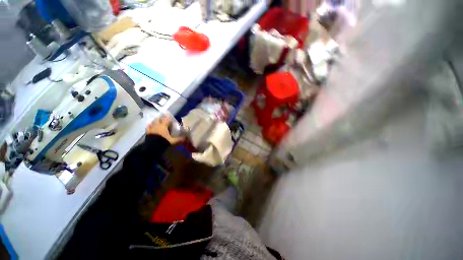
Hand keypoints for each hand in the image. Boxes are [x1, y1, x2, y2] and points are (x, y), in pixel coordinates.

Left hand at [146, 115, 183, 143]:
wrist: (152, 147)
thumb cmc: (163, 141)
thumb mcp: (172, 141)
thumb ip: (179, 139)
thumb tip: (186, 138)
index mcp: (163, 126)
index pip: (166, 119)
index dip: (168, 116)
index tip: (170, 115)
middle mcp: (157, 125)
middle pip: (159, 119)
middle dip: (162, 118)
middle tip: (164, 117)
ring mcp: (151, 128)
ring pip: (153, 122)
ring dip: (156, 121)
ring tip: (158, 121)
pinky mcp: (147, 132)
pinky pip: (148, 127)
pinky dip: (150, 125)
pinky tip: (151, 126)